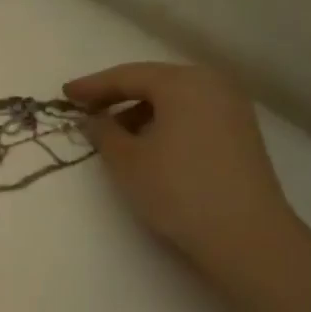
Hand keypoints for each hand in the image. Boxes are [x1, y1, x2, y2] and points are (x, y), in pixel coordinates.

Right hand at [65, 62, 300, 280]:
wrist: (245, 235)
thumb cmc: (177, 188)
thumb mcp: (126, 160)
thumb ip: (103, 132)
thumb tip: (94, 119)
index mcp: (183, 83)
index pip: (127, 76)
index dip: (92, 86)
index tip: (65, 94)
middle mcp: (212, 85)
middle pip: (154, 82)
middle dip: (117, 95)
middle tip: (86, 107)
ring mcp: (232, 108)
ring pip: (174, 99)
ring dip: (141, 110)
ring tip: (113, 131)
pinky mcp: (240, 133)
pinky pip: (192, 114)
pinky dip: (164, 121)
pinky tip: (148, 143)